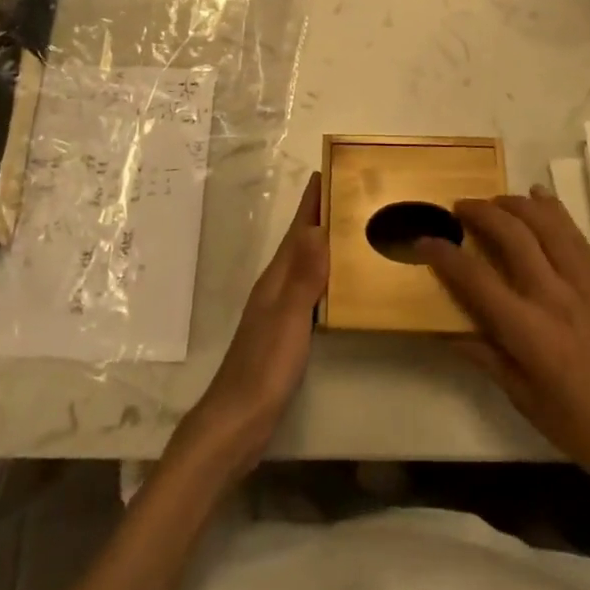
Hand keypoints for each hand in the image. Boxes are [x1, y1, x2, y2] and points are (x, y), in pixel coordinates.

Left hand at [171, 172, 327, 476]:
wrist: (237, 420)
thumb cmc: (264, 366)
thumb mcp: (288, 318)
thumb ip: (304, 276)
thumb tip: (317, 227)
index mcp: (277, 277)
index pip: (298, 229)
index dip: (312, 200)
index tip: (331, 169)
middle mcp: (277, 286)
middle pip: (302, 241)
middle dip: (322, 214)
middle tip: (352, 192)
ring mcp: (279, 309)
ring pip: (306, 263)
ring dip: (325, 242)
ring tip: (352, 228)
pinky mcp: (285, 332)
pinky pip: (310, 289)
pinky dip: (326, 275)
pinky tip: (340, 283)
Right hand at [418, 188, 589, 495]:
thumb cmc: (575, 424)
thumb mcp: (520, 396)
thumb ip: (484, 354)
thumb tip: (447, 329)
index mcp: (530, 333)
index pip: (477, 280)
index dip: (445, 255)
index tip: (424, 240)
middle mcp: (556, 298)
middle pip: (513, 236)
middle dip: (481, 213)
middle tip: (460, 208)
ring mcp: (585, 285)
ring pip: (547, 224)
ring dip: (516, 203)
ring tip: (495, 201)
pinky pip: (576, 234)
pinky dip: (553, 209)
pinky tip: (538, 195)